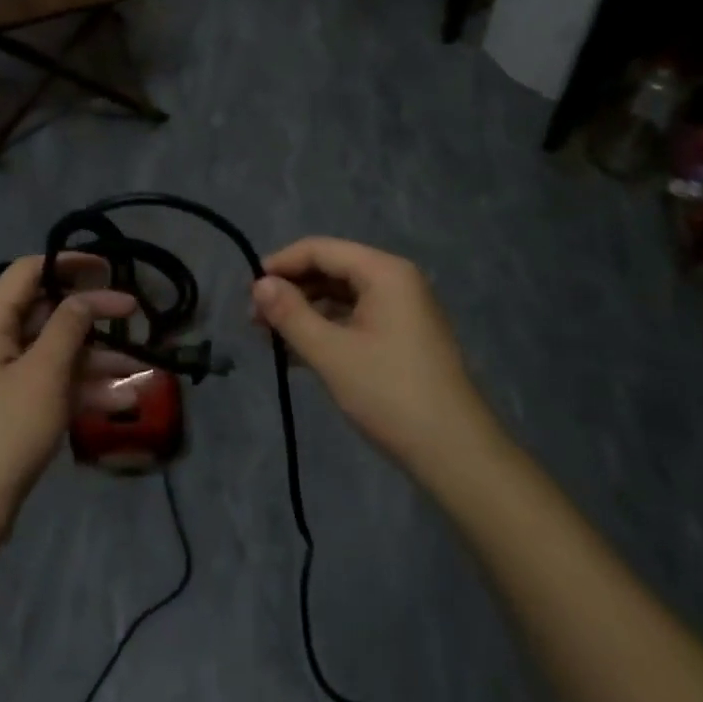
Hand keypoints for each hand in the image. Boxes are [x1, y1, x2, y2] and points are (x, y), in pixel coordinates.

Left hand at [0, 254, 137, 539]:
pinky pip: (53, 384)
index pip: (29, 271)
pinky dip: (83, 388)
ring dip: (97, 358)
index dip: (69, 264)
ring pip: (56, 352)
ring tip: (143, 367)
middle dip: (93, 316)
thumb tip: (86, 296)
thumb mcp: (44, 372)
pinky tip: (123, 400)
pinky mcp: (13, 409)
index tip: (109, 268)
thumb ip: (69, 325)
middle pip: (47, 312)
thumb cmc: (5, 430)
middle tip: (135, 314)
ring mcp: (3, 377)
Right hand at [252, 238, 496, 477]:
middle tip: (255, 321)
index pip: (321, 249)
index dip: (280, 264)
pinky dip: (327, 330)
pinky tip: (298, 354)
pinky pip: (356, 320)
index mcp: (384, 272)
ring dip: (306, 313)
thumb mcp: (331, 353)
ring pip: (342, 297)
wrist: (455, 452)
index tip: (247, 291)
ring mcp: (402, 310)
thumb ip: (291, 314)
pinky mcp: (403, 338)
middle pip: (332, 270)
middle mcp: (396, 281)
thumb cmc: (390, 394)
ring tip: (271, 339)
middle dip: (292, 291)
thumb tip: (258, 285)